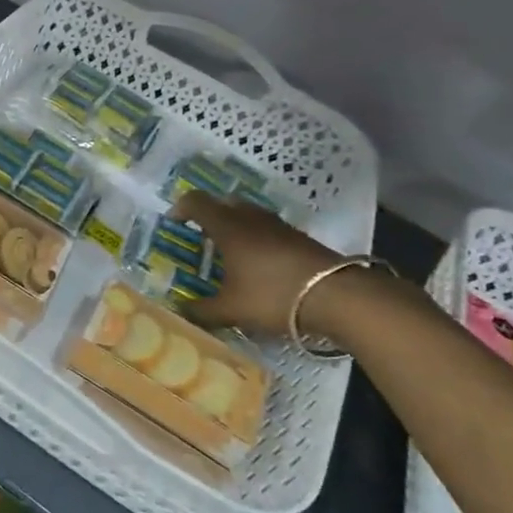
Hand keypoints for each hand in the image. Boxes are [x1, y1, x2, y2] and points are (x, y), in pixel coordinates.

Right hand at [169, 192, 339, 337]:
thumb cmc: (274, 295)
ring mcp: (278, 225)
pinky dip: (258, 238)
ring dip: (236, 226)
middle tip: (202, 237)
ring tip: (231, 252)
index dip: (181, 207)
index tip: (174, 222)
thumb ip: (202, 310)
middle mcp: (250, 218)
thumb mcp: (232, 309)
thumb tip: (178, 310)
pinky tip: (261, 265)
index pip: (196, 202)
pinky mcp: (300, 238)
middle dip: (209, 215)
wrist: (338, 296)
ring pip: (249, 214)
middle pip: (224, 203)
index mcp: (227, 227)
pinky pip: (268, 229)